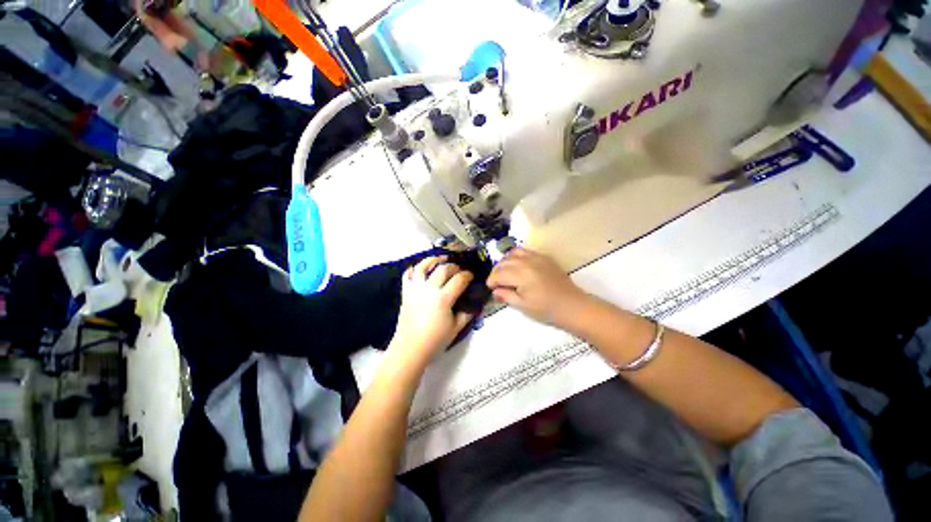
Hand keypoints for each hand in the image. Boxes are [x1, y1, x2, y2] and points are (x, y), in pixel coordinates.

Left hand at [389, 256, 474, 366]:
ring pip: (423, 266)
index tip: (471, 276)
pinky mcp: (406, 292)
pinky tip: (421, 268)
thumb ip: (467, 313)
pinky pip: (408, 274)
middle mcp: (429, 289)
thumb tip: (475, 303)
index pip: (459, 279)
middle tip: (459, 271)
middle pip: (443, 269)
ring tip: (442, 259)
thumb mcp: (456, 328)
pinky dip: (414, 268)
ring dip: (434, 260)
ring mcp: (415, 289)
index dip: (467, 275)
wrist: (410, 348)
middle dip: (454, 267)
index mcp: (443, 298)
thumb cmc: (435, 340)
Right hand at [486, 248, 589, 326]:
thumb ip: (506, 296)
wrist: (572, 305)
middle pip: (503, 262)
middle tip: (496, 283)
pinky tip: (518, 265)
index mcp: (520, 274)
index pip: (498, 273)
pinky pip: (525, 251)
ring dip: (505, 262)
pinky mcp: (544, 257)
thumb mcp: (522, 306)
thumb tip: (494, 291)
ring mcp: (536, 257)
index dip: (491, 281)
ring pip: (513, 253)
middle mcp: (526, 261)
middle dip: (496, 271)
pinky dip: (516, 256)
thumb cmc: (546, 309)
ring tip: (505, 272)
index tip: (491, 288)